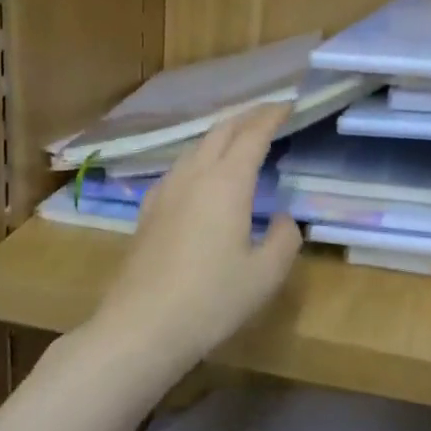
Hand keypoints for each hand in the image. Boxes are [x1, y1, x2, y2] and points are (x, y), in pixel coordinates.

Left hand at [89, 104, 302, 361]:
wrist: (141, 326)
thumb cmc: (211, 300)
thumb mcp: (265, 275)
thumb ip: (284, 239)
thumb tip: (283, 218)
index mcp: (226, 183)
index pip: (253, 134)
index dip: (272, 115)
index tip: (289, 105)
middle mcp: (194, 175)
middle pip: (221, 131)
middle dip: (247, 116)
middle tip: (269, 114)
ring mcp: (166, 191)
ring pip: (196, 146)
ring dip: (221, 135)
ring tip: (240, 140)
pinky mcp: (148, 210)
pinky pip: (179, 168)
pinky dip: (200, 157)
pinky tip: (202, 177)